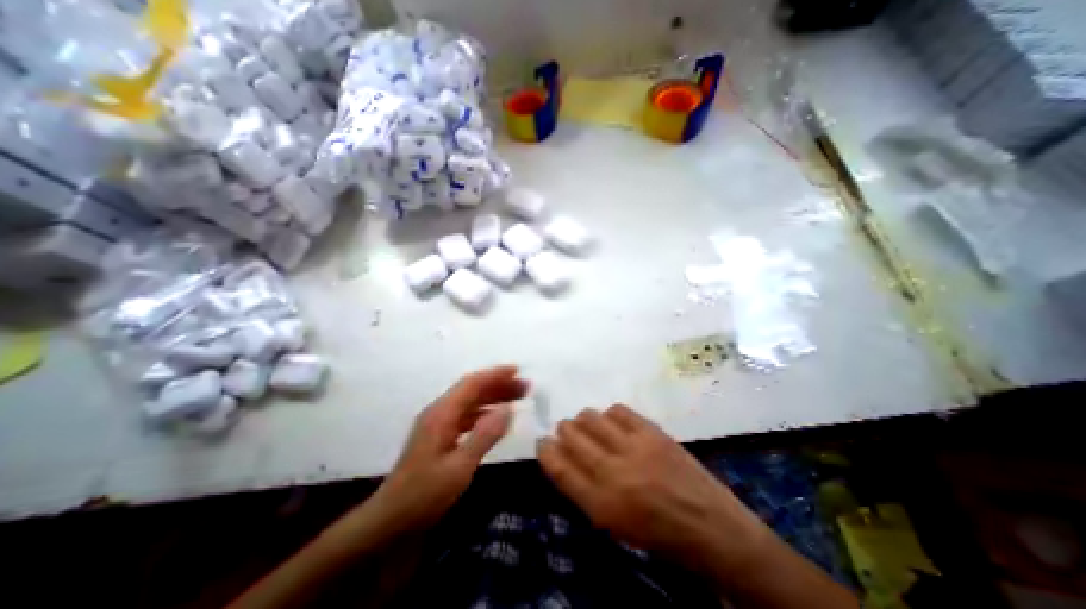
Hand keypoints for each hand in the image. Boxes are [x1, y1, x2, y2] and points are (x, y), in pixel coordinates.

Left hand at [369, 364, 530, 534]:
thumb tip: (508, 408)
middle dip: (499, 385)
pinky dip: (485, 412)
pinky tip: (497, 418)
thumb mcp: (458, 468)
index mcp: (441, 414)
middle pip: (472, 390)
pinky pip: (467, 415)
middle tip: (526, 387)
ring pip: (471, 402)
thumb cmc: (423, 496)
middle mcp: (439, 413)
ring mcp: (438, 425)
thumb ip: (484, 435)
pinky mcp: (440, 437)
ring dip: (494, 397)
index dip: (495, 375)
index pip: (472, 384)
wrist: (388, 525)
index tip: (518, 371)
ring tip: (518, 398)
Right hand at [538, 406, 765, 573]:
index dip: (547, 451)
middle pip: (573, 436)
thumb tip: (565, 458)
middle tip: (566, 430)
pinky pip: (619, 410)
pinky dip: (610, 413)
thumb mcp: (614, 524)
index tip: (542, 442)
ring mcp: (634, 448)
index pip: (560, 468)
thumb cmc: (658, 533)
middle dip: (563, 430)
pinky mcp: (652, 432)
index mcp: (601, 504)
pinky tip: (612, 421)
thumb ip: (585, 490)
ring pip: (592, 418)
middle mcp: (613, 472)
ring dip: (583, 419)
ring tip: (588, 424)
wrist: (710, 526)